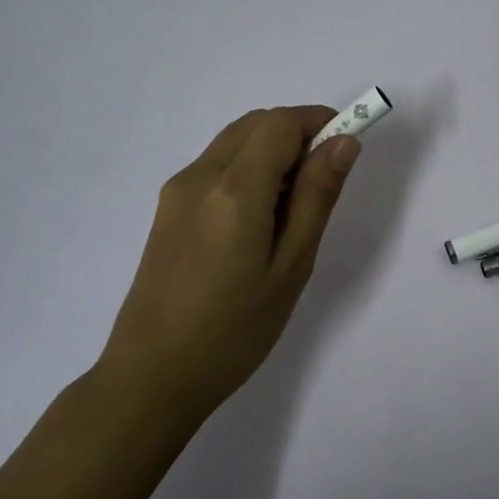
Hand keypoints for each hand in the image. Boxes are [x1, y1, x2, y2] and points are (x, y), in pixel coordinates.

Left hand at [101, 105, 361, 421]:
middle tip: (323, 181)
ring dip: (271, 150)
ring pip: (235, 141)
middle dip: (297, 133)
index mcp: (234, 189)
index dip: (319, 121)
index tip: (346, 146)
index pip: (281, 123)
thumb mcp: (291, 266)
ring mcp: (177, 190)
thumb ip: (317, 197)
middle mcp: (200, 175)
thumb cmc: (234, 330)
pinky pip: (216, 164)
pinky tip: (257, 219)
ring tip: (292, 206)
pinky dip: (247, 168)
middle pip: (256, 124)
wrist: (152, 376)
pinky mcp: (167, 208)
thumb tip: (344, 142)